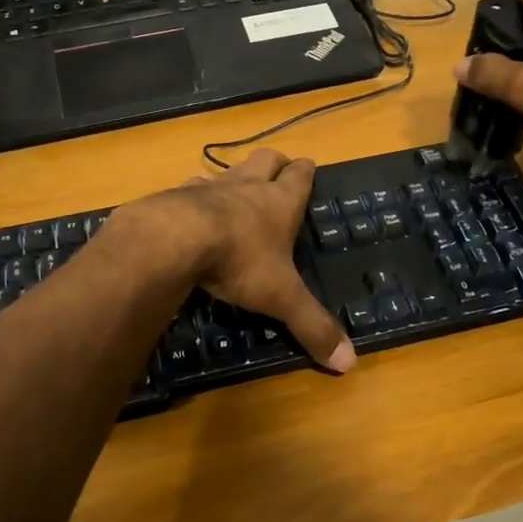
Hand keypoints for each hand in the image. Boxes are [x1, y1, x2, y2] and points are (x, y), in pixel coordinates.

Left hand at [116, 150, 355, 372]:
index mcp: (279, 202)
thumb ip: (312, 326)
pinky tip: (190, 213)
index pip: (300, 175)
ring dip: (234, 178)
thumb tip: (349, 363)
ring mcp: (209, 187)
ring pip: (227, 171)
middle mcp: (247, 186)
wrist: (173, 239)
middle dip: (275, 163)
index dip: (305, 171)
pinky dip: (195, 198)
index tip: (308, 167)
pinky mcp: (175, 196)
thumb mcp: (281, 297)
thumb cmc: (239, 261)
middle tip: (278, 171)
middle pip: (266, 159)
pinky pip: (189, 189)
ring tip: (234, 194)